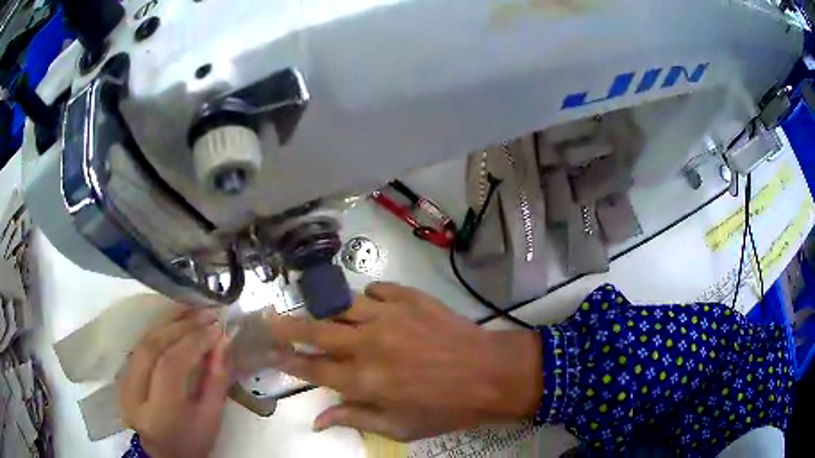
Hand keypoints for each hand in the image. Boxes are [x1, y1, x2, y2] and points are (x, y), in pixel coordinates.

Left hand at [118, 306, 229, 457]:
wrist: (162, 454)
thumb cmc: (191, 442)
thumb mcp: (210, 420)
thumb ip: (216, 382)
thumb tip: (223, 343)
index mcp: (159, 412)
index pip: (171, 365)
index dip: (194, 342)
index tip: (217, 328)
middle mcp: (134, 392)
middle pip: (153, 346)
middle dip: (180, 324)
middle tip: (206, 312)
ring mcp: (124, 381)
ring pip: (143, 340)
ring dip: (167, 321)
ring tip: (191, 308)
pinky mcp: (122, 374)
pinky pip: (139, 344)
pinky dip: (157, 329)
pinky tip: (172, 321)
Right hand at [267, 282, 541, 441]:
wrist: (490, 373)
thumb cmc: (445, 408)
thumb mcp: (399, 427)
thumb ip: (354, 419)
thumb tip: (316, 420)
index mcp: (364, 380)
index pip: (312, 367)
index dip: (286, 360)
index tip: (268, 352)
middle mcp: (368, 344)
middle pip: (316, 330)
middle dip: (286, 326)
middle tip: (268, 319)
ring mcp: (389, 315)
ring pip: (341, 304)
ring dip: (325, 308)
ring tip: (318, 310)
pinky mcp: (410, 297)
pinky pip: (376, 288)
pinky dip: (367, 295)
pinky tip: (370, 303)